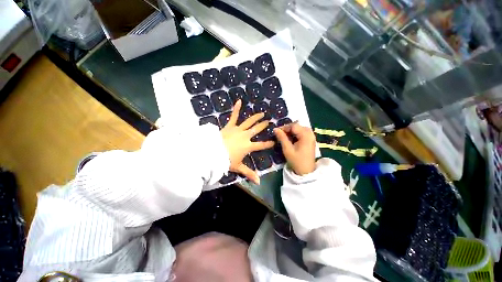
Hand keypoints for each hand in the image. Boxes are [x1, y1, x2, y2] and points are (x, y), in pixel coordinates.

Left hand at [220, 100, 274, 183]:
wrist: (213, 153)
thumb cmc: (226, 160)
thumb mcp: (238, 167)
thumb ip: (249, 173)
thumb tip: (258, 182)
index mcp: (248, 146)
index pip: (261, 145)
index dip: (268, 144)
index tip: (274, 141)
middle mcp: (245, 136)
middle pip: (257, 130)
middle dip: (263, 126)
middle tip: (269, 121)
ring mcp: (238, 129)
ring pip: (249, 122)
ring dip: (256, 117)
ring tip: (261, 113)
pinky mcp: (229, 126)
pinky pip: (233, 116)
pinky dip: (236, 109)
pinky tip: (239, 101)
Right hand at [274, 123, 315, 175]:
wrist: (306, 171)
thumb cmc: (296, 161)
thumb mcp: (287, 149)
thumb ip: (282, 138)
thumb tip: (275, 129)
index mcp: (305, 135)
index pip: (293, 126)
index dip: (284, 127)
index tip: (276, 132)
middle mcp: (310, 133)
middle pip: (297, 126)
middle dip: (287, 129)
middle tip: (279, 134)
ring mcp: (311, 136)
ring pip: (299, 129)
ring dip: (291, 132)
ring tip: (284, 137)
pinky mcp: (310, 140)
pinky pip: (302, 133)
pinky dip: (295, 134)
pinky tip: (291, 139)